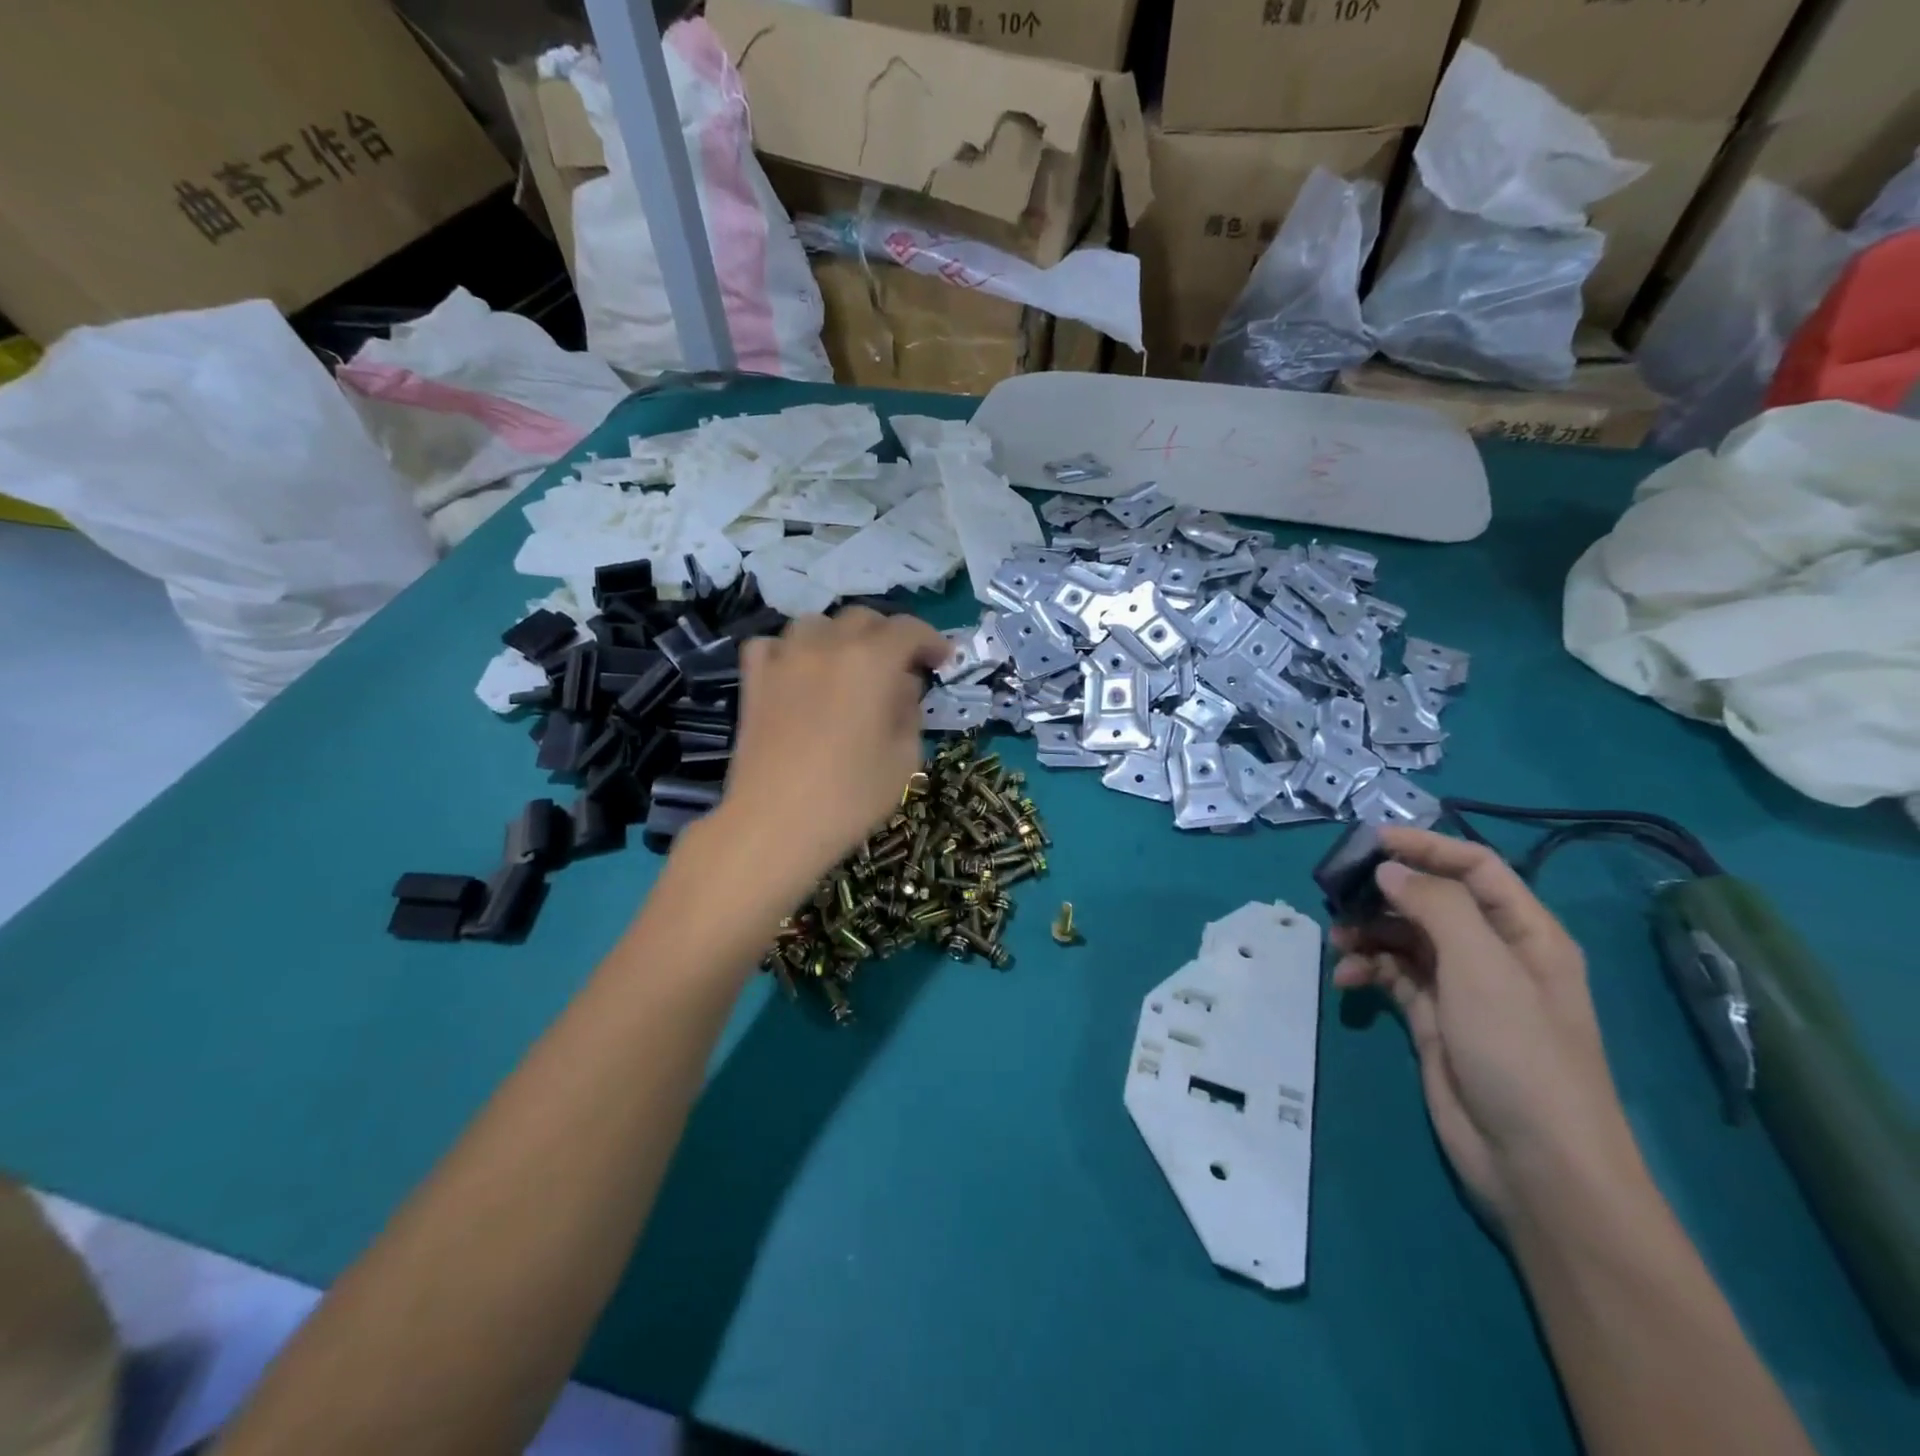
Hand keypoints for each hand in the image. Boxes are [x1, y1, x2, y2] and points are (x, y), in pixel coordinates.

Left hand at [715, 608, 950, 894]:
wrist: (775, 824)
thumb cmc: (851, 797)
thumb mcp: (905, 759)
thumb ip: (910, 713)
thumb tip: (901, 688)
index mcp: (872, 662)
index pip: (908, 629)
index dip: (931, 641)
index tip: (942, 661)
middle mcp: (827, 646)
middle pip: (863, 618)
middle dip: (889, 636)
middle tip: (901, 668)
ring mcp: (785, 659)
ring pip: (817, 623)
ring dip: (840, 637)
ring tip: (848, 666)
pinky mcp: (754, 680)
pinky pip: (772, 644)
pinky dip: (791, 650)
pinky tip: (798, 672)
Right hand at [1331, 828, 1646, 1227]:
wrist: (1535, 1164)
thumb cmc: (1520, 1053)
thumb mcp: (1483, 969)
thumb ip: (1436, 906)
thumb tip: (1389, 870)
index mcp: (1524, 933)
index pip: (1474, 867)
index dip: (1425, 847)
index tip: (1369, 842)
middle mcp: (1493, 954)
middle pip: (1431, 899)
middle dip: (1384, 892)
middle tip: (1335, 893)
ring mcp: (1461, 989)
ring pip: (1404, 937)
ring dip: (1368, 932)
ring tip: (1337, 942)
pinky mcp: (1432, 1020)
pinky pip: (1392, 976)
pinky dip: (1367, 969)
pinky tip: (1346, 980)